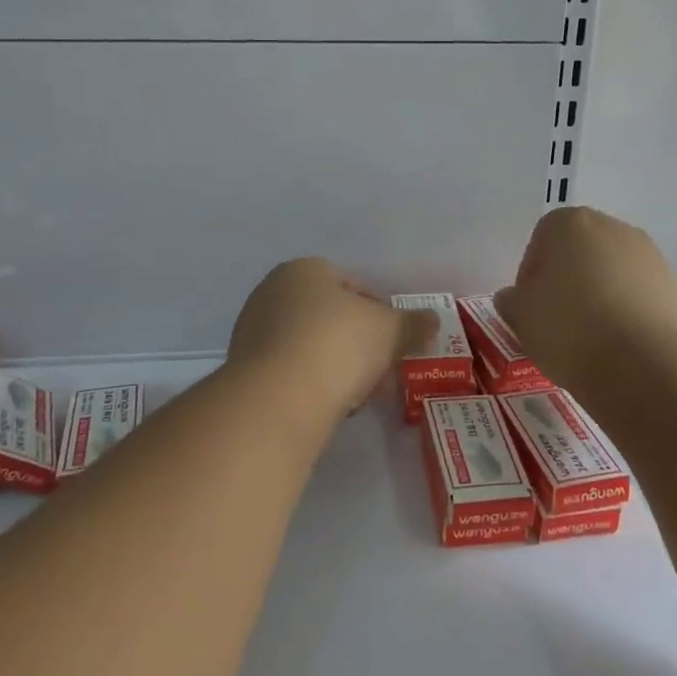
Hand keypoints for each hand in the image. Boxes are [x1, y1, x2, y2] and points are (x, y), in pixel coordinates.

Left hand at [228, 258, 437, 418]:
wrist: (278, 398)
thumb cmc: (338, 344)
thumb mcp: (390, 331)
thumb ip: (414, 323)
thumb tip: (433, 320)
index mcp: (303, 270)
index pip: (349, 283)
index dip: (376, 310)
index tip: (392, 338)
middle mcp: (271, 292)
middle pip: (327, 314)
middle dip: (355, 340)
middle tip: (377, 367)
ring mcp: (252, 331)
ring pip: (307, 344)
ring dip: (332, 363)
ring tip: (355, 393)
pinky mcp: (243, 369)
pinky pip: (288, 371)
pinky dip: (309, 383)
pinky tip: (326, 405)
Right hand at [496, 207, 676, 398]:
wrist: (644, 364)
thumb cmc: (568, 328)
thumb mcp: (521, 317)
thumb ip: (511, 301)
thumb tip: (514, 297)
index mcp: (568, 222)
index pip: (540, 242)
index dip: (531, 277)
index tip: (531, 309)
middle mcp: (611, 226)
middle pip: (578, 252)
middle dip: (567, 281)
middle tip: (557, 322)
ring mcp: (647, 254)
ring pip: (610, 272)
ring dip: (598, 296)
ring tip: (590, 339)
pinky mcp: (674, 285)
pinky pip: (637, 294)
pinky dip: (626, 312)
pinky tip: (618, 344)